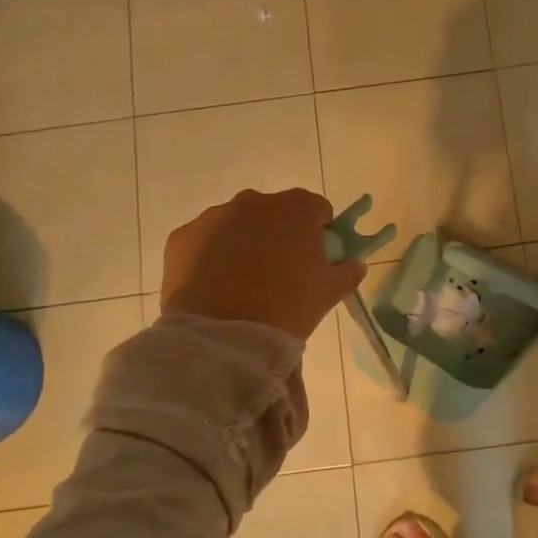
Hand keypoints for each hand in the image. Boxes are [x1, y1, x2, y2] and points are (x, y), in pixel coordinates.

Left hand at [161, 188, 364, 340]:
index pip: (316, 208)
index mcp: (295, 209)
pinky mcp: (182, 237)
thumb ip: (346, 273)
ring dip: (243, 244)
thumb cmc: (287, 308)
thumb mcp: (327, 294)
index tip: (315, 258)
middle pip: (273, 213)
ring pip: (236, 225)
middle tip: (279, 273)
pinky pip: (204, 242)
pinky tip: (214, 288)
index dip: (319, 231)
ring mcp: (214, 217)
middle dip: (278, 234)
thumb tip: (355, 265)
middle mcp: (253, 202)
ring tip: (243, 284)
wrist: (224, 335)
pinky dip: (210, 257)